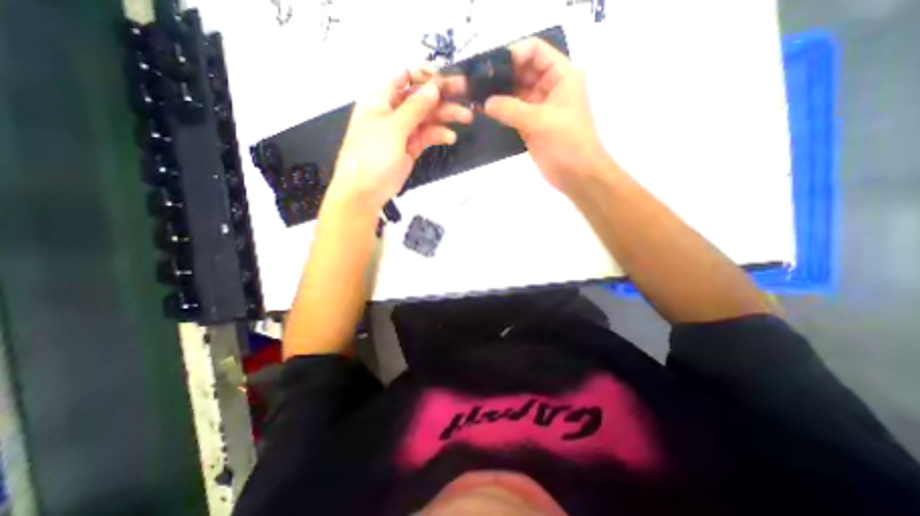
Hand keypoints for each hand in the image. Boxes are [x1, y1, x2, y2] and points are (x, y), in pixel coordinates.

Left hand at [324, 66, 468, 212]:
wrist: (365, 191)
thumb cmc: (372, 155)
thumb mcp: (393, 127)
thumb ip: (415, 107)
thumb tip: (434, 87)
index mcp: (381, 98)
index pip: (404, 76)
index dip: (425, 75)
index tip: (445, 80)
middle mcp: (392, 111)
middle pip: (420, 97)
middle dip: (442, 96)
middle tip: (464, 95)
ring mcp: (402, 131)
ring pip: (427, 117)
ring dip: (445, 116)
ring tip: (465, 117)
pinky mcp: (410, 148)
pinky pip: (426, 136)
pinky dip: (438, 135)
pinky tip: (450, 137)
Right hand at [482, 38, 608, 197]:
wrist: (577, 175)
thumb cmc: (567, 143)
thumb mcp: (540, 121)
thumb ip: (511, 109)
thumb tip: (485, 103)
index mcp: (561, 75)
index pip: (535, 51)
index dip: (513, 54)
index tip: (489, 67)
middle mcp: (550, 87)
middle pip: (522, 71)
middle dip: (501, 76)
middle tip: (475, 83)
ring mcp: (539, 107)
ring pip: (516, 93)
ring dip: (498, 94)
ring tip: (475, 96)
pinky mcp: (531, 125)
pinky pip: (513, 113)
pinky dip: (500, 112)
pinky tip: (484, 112)